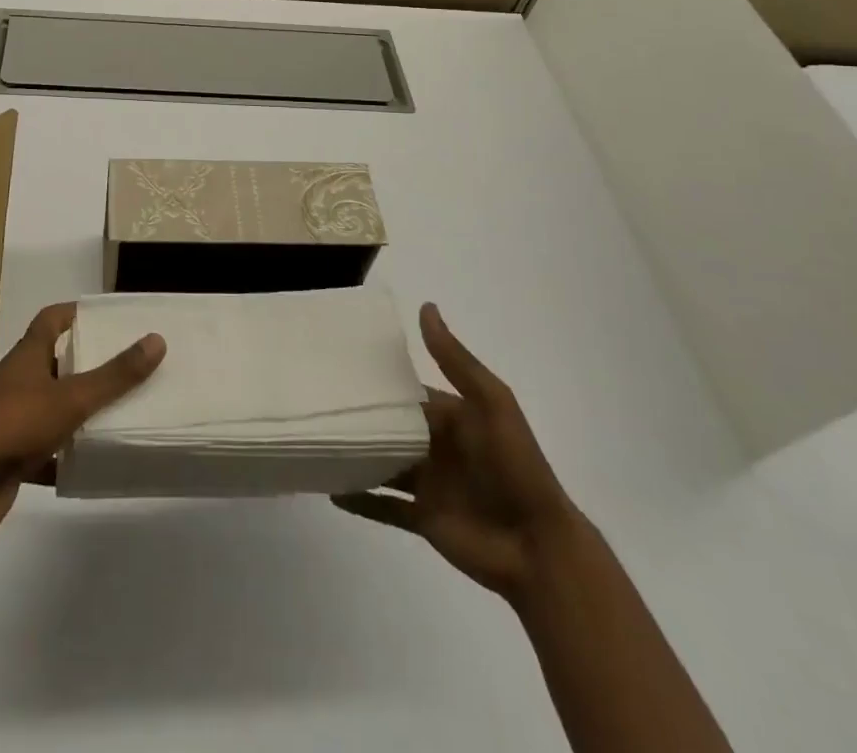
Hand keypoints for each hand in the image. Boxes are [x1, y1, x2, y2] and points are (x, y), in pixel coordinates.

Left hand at [0, 303, 164, 541]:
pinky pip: (47, 452)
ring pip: (54, 409)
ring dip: (81, 412)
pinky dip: (68, 457)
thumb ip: (114, 374)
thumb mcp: (71, 397)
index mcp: (27, 356)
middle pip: (56, 363)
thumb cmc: (12, 425)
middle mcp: (18, 383)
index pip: (51, 319)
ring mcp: (12, 422)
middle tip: (129, 366)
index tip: (108, 316)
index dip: (76, 313)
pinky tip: (97, 464)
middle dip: (88, 364)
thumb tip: (156, 339)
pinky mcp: (11, 459)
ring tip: (123, 412)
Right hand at [333, 303, 582, 602]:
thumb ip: (456, 360)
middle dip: (363, 417)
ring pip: (383, 464)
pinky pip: (385, 507)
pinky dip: (360, 500)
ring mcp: (430, 486)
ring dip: (357, 454)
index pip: (411, 395)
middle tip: (317, 400)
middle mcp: (438, 448)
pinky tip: (331, 489)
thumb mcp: (491, 402)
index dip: (381, 382)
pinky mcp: (424, 520)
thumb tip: (426, 307)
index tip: (341, 366)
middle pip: (392, 429)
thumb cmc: (516, 467)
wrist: (539, 548)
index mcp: (454, 418)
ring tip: (316, 439)